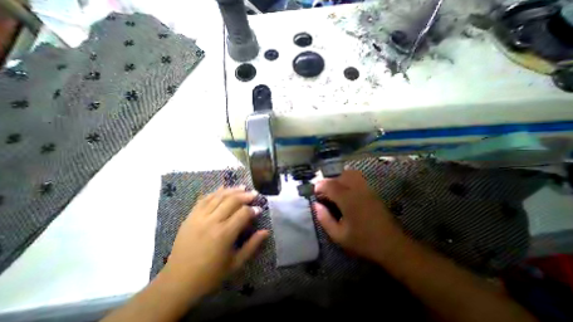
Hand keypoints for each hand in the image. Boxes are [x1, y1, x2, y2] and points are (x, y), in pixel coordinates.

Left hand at [160, 187, 267, 295]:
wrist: (177, 282)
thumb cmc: (210, 275)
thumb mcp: (235, 263)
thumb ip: (252, 245)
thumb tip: (266, 231)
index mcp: (224, 234)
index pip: (243, 213)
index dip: (253, 209)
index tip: (259, 209)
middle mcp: (212, 222)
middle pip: (232, 201)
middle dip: (245, 195)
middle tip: (254, 193)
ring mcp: (199, 217)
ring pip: (219, 197)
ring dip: (232, 190)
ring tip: (242, 187)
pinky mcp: (190, 217)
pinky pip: (204, 199)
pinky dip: (215, 192)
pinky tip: (223, 189)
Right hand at [316, 171, 403, 263]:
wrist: (392, 245)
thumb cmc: (363, 242)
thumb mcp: (338, 235)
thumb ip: (324, 218)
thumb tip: (316, 205)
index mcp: (347, 200)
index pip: (329, 185)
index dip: (320, 186)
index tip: (315, 193)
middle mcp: (357, 190)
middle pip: (339, 176)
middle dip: (329, 182)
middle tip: (325, 194)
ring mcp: (366, 189)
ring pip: (349, 174)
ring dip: (339, 179)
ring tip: (335, 191)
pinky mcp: (372, 191)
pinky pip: (357, 178)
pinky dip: (348, 180)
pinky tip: (347, 192)